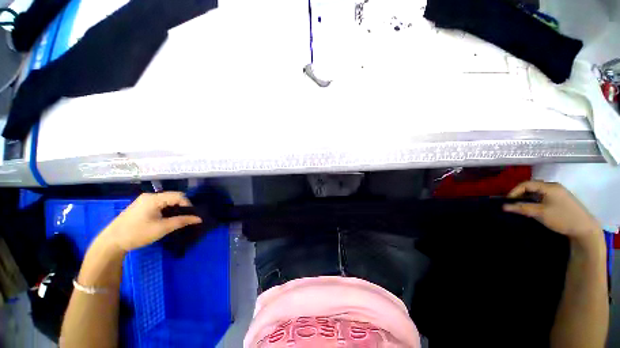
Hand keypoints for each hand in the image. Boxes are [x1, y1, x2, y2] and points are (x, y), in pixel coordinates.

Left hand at [99, 192, 201, 251]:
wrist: (111, 242)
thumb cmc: (137, 233)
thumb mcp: (162, 228)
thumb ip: (182, 221)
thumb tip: (199, 219)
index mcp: (154, 198)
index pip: (179, 196)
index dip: (188, 205)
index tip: (190, 217)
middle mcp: (150, 196)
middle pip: (173, 197)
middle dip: (182, 206)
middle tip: (185, 218)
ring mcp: (144, 200)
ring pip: (167, 200)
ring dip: (174, 209)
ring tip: (177, 219)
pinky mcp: (141, 206)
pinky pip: (160, 204)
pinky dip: (167, 210)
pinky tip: (166, 219)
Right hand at [503, 181, 601, 245]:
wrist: (585, 228)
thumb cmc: (562, 218)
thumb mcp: (540, 213)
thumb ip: (522, 208)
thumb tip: (504, 206)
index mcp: (549, 187)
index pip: (526, 184)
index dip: (514, 191)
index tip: (508, 201)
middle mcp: (554, 186)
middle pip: (532, 186)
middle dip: (521, 194)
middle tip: (514, 203)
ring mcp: (559, 192)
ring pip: (538, 191)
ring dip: (528, 197)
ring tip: (523, 206)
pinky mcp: (561, 198)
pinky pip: (544, 195)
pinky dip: (536, 200)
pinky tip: (535, 207)